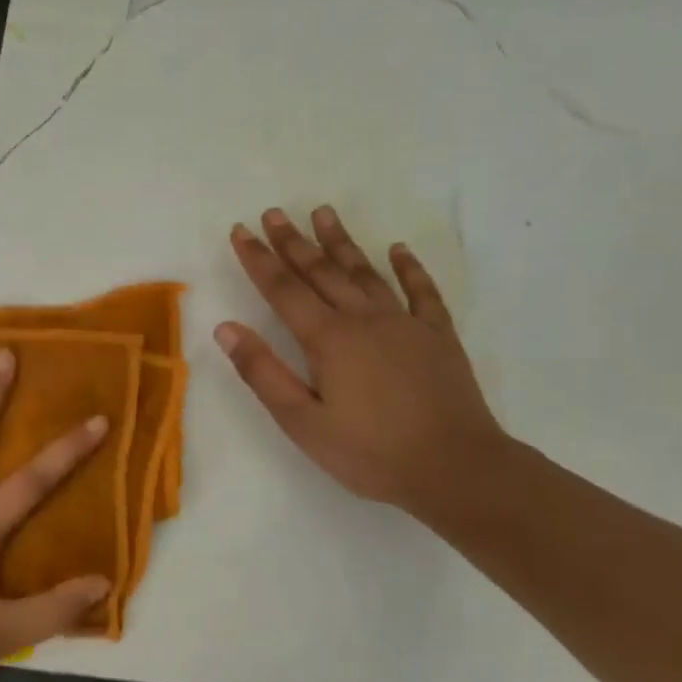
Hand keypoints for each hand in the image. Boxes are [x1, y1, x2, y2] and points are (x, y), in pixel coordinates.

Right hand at [215, 206, 506, 516]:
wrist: (456, 469)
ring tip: (323, 213)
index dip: (259, 259)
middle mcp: (364, 319)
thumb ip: (262, 372)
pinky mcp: (438, 336)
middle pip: (322, 271)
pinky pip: (421, 291)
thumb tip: (226, 329)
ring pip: (366, 272)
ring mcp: (406, 323)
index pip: (283, 289)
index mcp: (328, 339)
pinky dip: (408, 268)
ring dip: (341, 242)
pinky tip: (398, 249)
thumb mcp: (302, 422)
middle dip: (293, 242)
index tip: (240, 230)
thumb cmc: (370, 452)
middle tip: (274, 212)